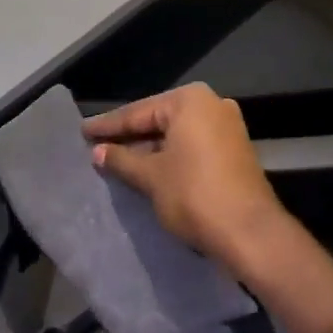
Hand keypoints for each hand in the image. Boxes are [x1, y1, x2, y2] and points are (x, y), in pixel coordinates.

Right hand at [84, 83, 293, 270]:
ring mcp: (227, 126)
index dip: (108, 125)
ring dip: (149, 147)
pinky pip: (192, 145)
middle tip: (97, 144)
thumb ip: (122, 160)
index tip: (83, 131)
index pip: (139, 112)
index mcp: (190, 101)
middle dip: (129, 135)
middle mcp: (212, 104)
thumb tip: (98, 152)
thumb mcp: (151, 177)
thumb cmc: (194, 195)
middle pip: (159, 119)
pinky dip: (170, 154)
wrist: (249, 232)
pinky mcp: (234, 150)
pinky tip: (148, 167)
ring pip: (176, 134)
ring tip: (116, 157)